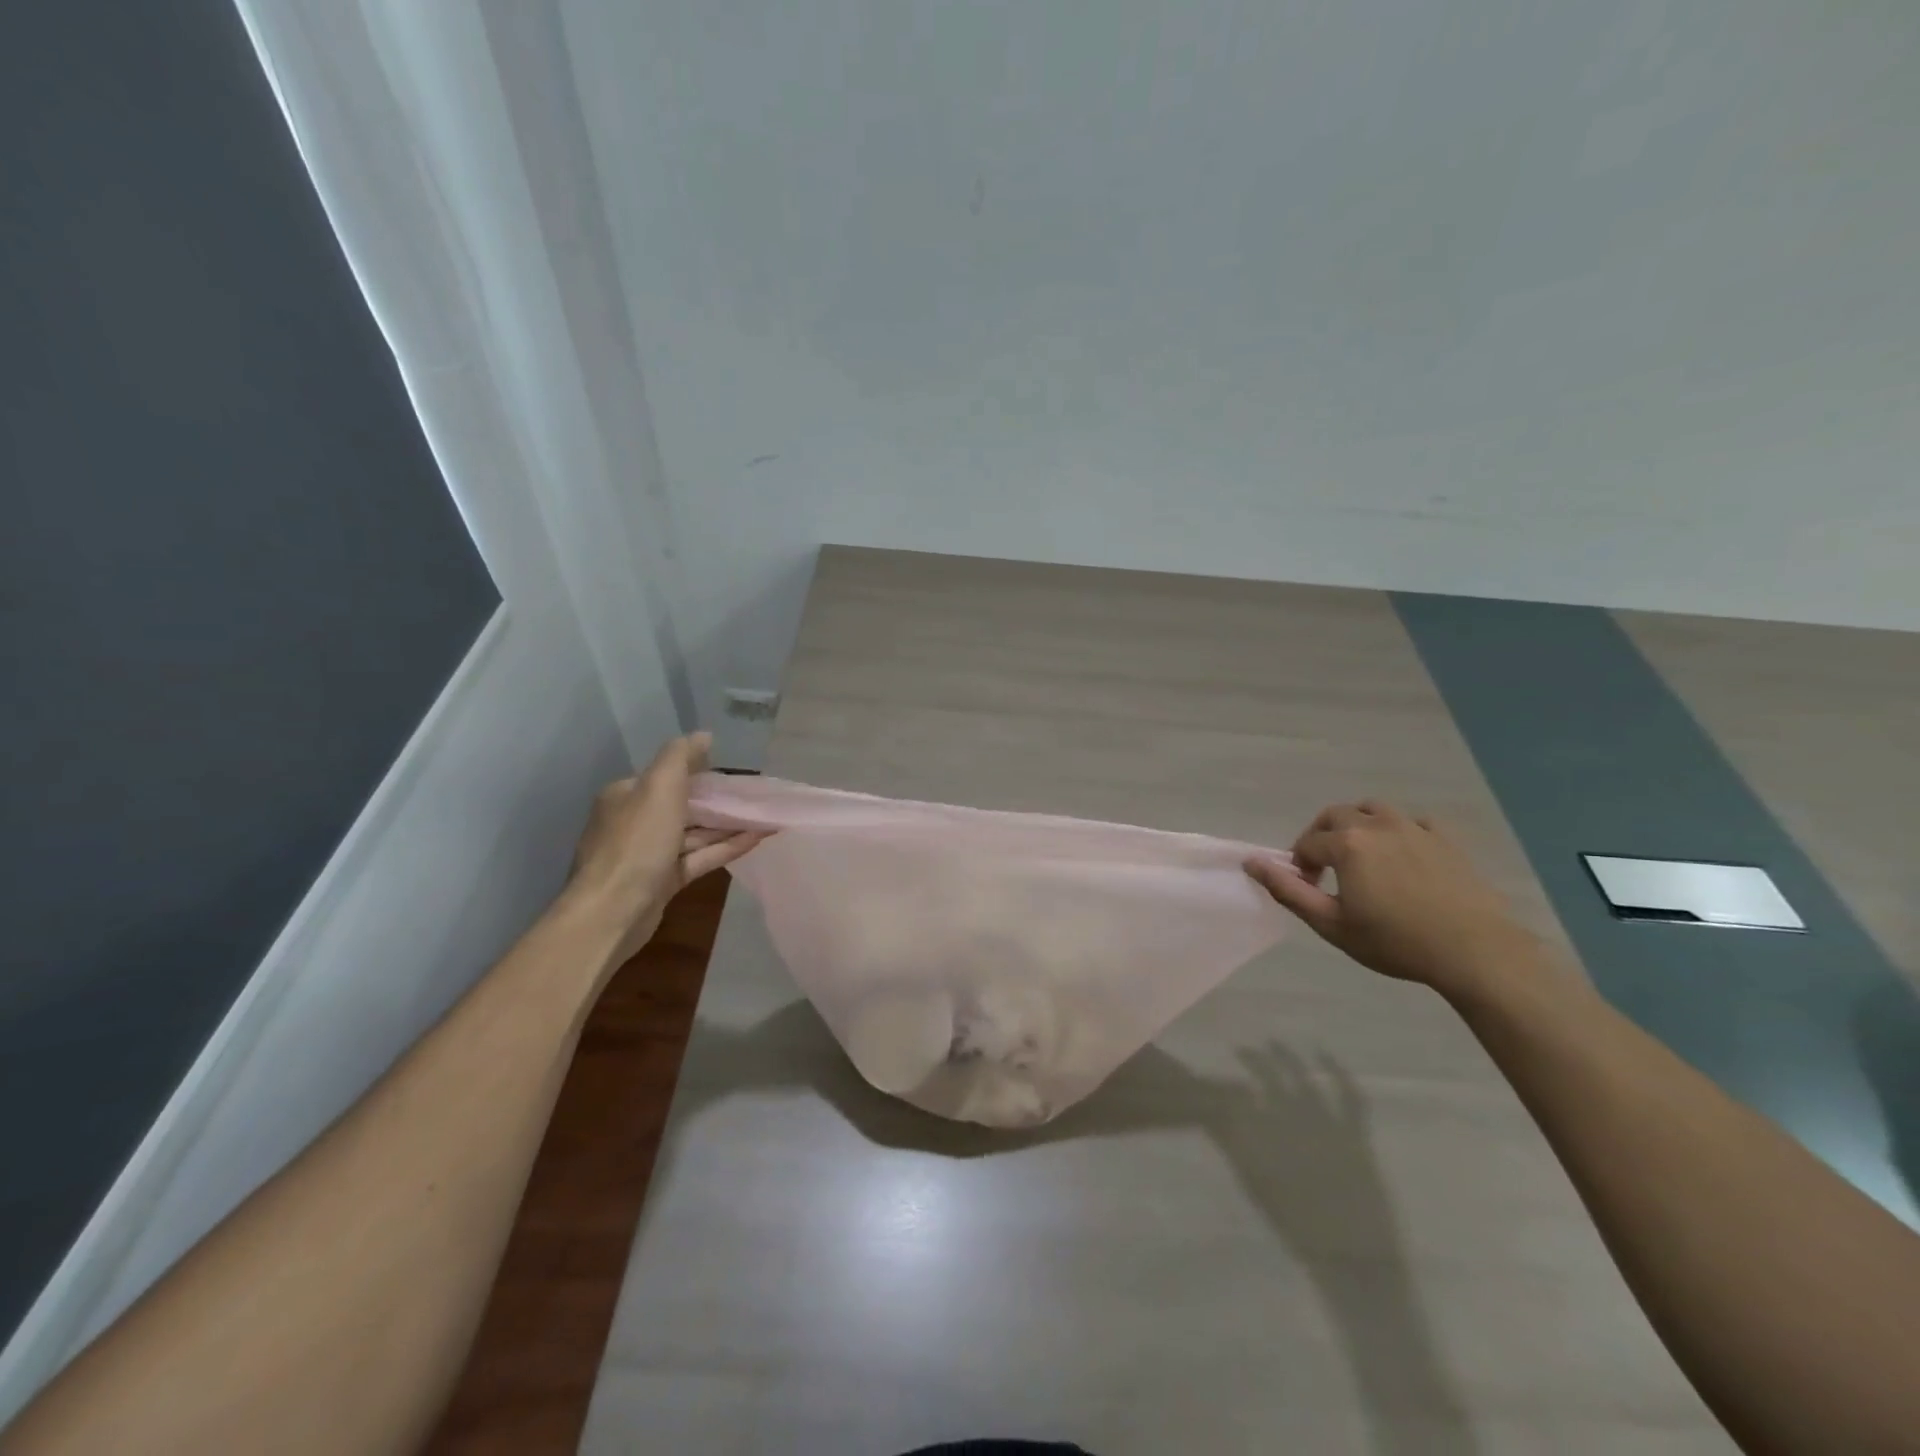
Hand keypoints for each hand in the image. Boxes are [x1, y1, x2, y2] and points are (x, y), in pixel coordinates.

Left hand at [564, 732, 768, 966]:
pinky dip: (725, 847)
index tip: (733, 772)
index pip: (666, 776)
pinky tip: (756, 839)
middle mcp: (634, 822)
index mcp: (626, 795)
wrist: (612, 910)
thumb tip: (703, 735)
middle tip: (755, 796)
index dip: (699, 772)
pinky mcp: (663, 881)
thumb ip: (681, 757)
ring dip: (727, 825)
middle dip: (718, 801)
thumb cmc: (637, 842)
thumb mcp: (660, 787)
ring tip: (765, 816)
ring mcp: (649, 854)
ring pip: (694, 834)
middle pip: (683, 806)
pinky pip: (699, 858)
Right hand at [1244, 801, 1537, 996]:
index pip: (1307, 843)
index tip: (1309, 891)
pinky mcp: (1445, 839)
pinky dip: (1399, 831)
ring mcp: (1414, 828)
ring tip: (1361, 856)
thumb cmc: (1395, 941)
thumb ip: (1287, 890)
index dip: (1299, 866)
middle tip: (1326, 870)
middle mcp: (1377, 825)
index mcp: (1347, 844)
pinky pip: (1413, 822)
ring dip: (1358, 825)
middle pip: (1336, 815)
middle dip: (1322, 837)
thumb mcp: (1331, 924)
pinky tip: (1402, 857)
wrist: (1475, 952)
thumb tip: (1251, 862)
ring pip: (1374, 809)